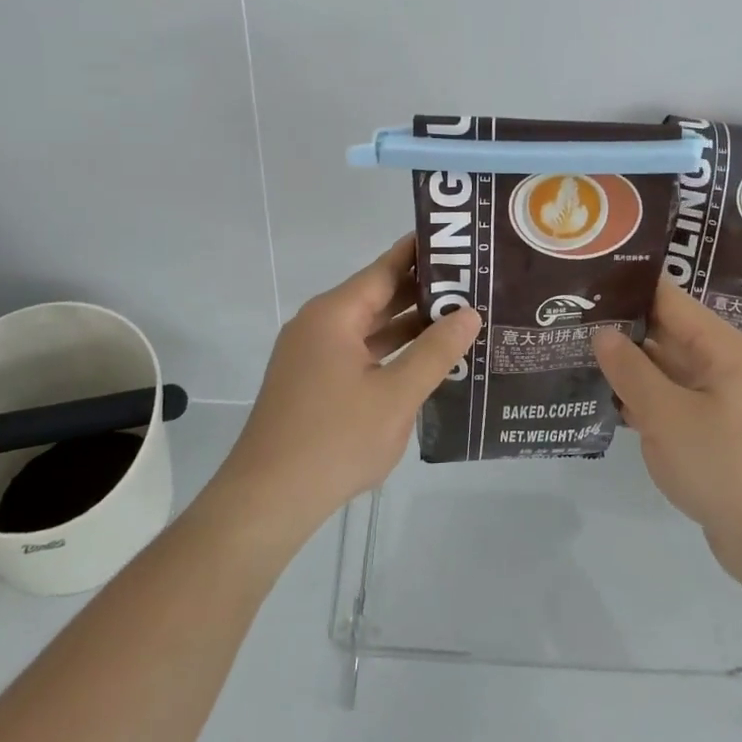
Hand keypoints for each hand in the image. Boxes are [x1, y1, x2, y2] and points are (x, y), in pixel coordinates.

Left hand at [216, 237, 480, 544]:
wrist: (269, 498)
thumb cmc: (335, 440)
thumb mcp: (396, 395)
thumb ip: (435, 352)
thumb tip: (469, 313)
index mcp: (334, 315)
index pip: (385, 269)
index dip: (421, 254)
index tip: (459, 243)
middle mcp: (319, 325)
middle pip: (376, 296)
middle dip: (422, 292)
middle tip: (473, 284)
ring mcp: (312, 355)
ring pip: (367, 328)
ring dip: (407, 325)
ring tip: (458, 318)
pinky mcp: (312, 382)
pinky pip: (357, 353)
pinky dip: (389, 352)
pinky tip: (423, 360)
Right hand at [593, 279, 741, 581]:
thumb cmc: (726, 465)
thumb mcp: (668, 414)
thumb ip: (630, 370)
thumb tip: (602, 333)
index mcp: (721, 349)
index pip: (668, 299)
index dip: (628, 286)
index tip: (585, 280)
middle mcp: (721, 367)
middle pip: (664, 334)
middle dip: (619, 328)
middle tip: (567, 319)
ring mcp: (717, 403)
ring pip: (663, 371)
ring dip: (625, 367)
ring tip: (573, 354)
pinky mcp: (710, 435)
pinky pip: (668, 404)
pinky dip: (639, 401)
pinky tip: (601, 400)